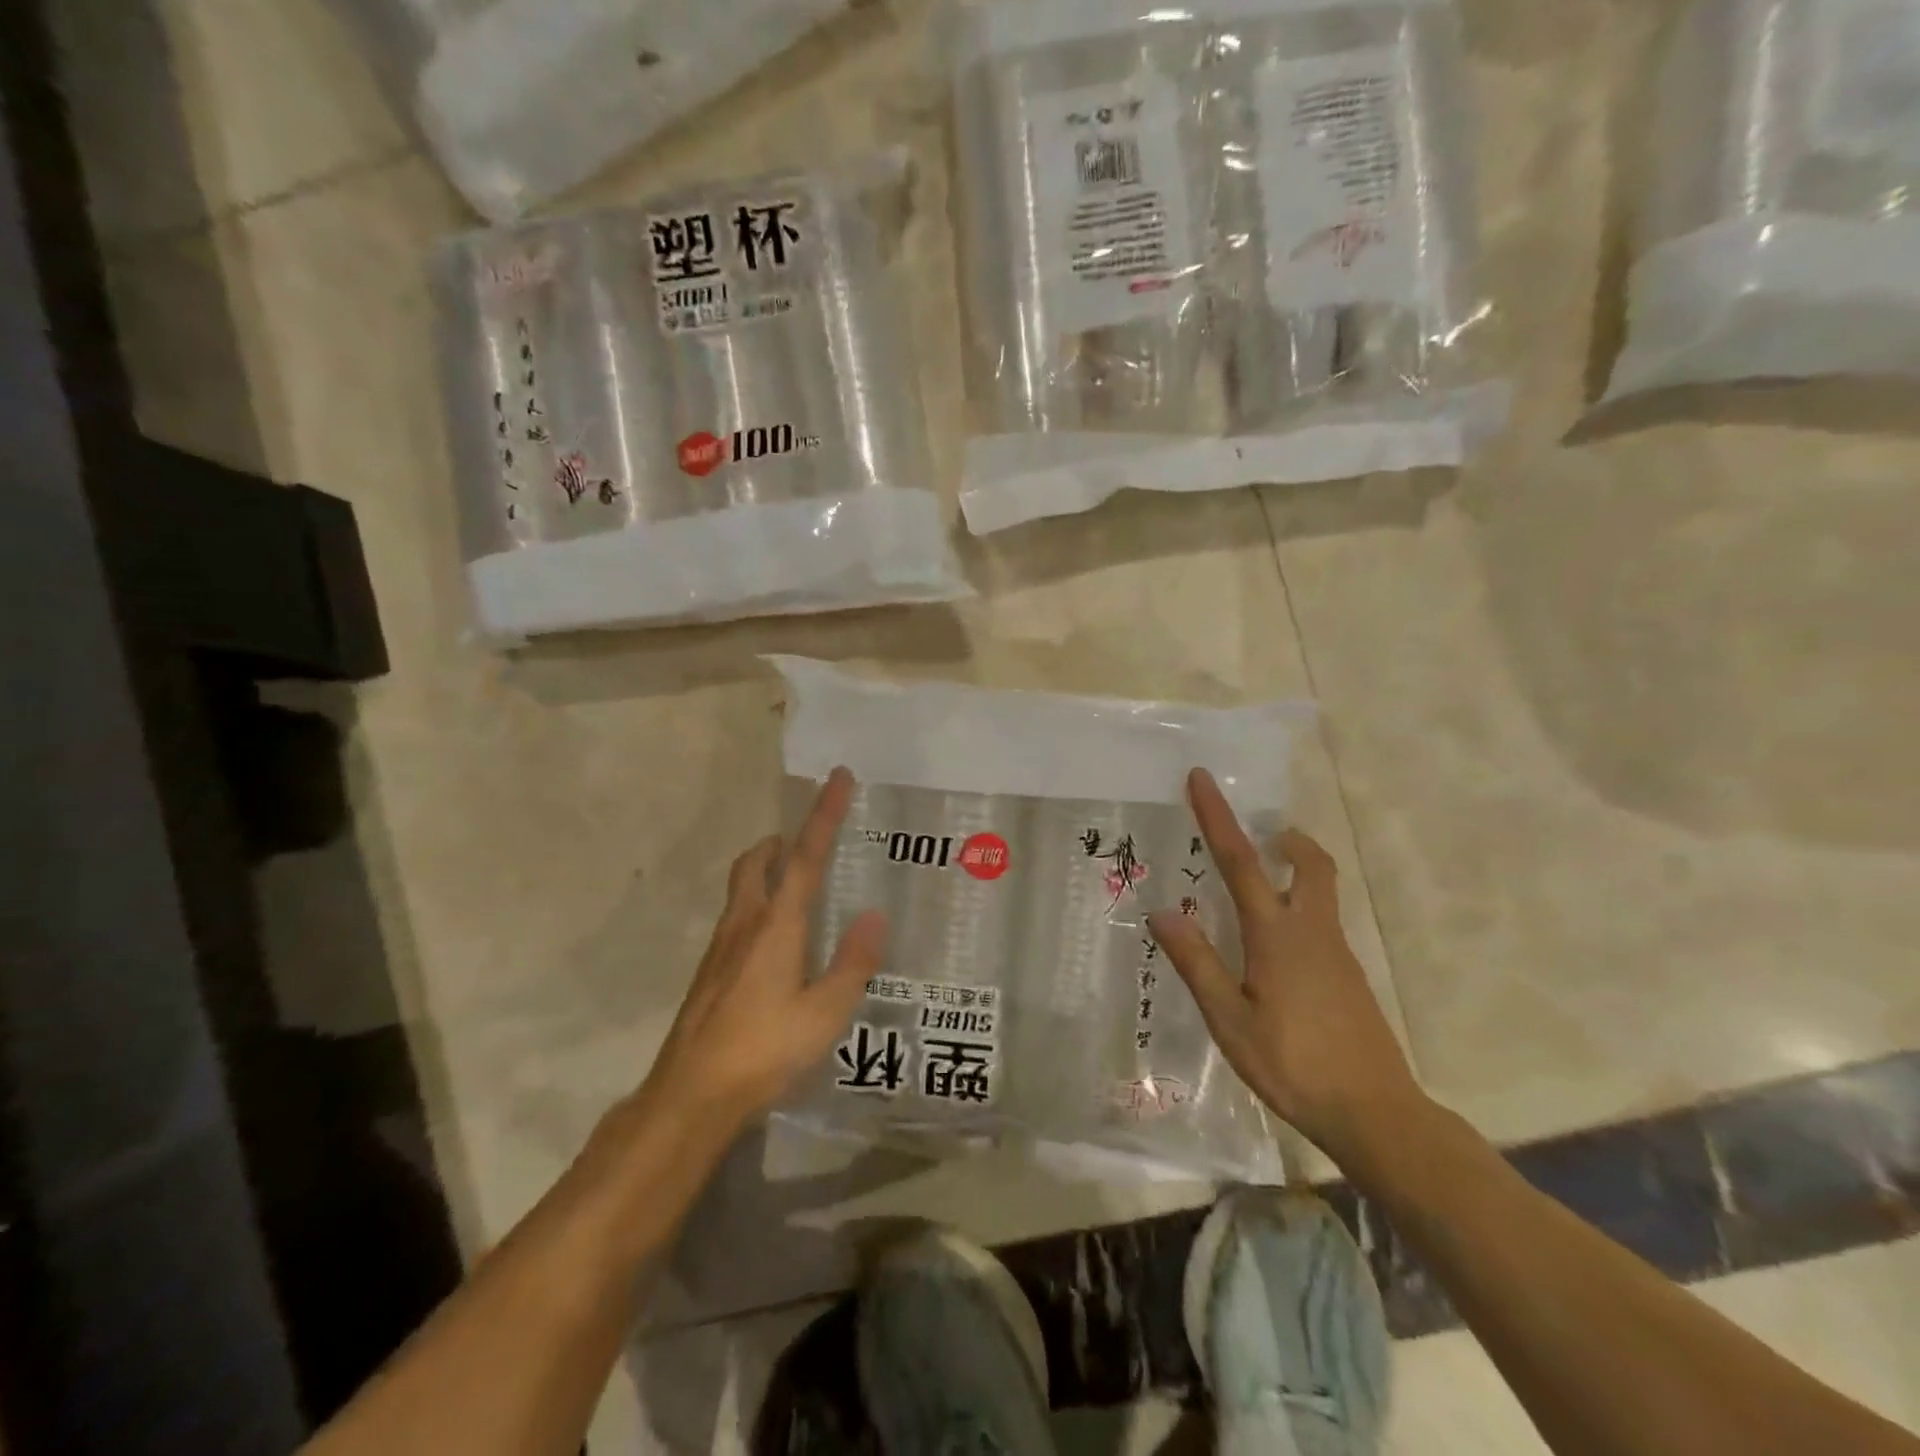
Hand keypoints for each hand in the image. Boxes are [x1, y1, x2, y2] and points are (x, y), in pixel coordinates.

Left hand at [642, 768, 887, 1126]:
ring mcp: (720, 947)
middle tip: (808, 842)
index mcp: (776, 925)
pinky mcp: (710, 971)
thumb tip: (876, 916)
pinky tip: (776, 942)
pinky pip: (737, 916)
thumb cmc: (764, 1049)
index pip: (803, 856)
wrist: (691, 1095)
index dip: (823, 814)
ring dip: (767, 870)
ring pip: (742, 887)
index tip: (838, 778)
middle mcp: (744, 923)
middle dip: (782, 841)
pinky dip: (758, 904)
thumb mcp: (825, 1012)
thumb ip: (853, 962)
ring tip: (798, 887)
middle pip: (757, 861)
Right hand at [1147, 768, 1422, 1167]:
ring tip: (1255, 887)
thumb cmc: (1293, 1065)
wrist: (1376, 1114)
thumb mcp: (1230, 1019)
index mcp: (1277, 934)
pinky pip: (1320, 922)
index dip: (1218, 817)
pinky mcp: (1349, 976)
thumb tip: (1162, 911)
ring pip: (1319, 891)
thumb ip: (1197, 963)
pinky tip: (1273, 950)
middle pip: (1310, 864)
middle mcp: (1312, 931)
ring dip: (1293, 870)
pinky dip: (1297, 908)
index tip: (1202, 778)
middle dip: (1286, 839)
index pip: (1242, 861)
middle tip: (1262, 834)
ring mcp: (1337, 953)